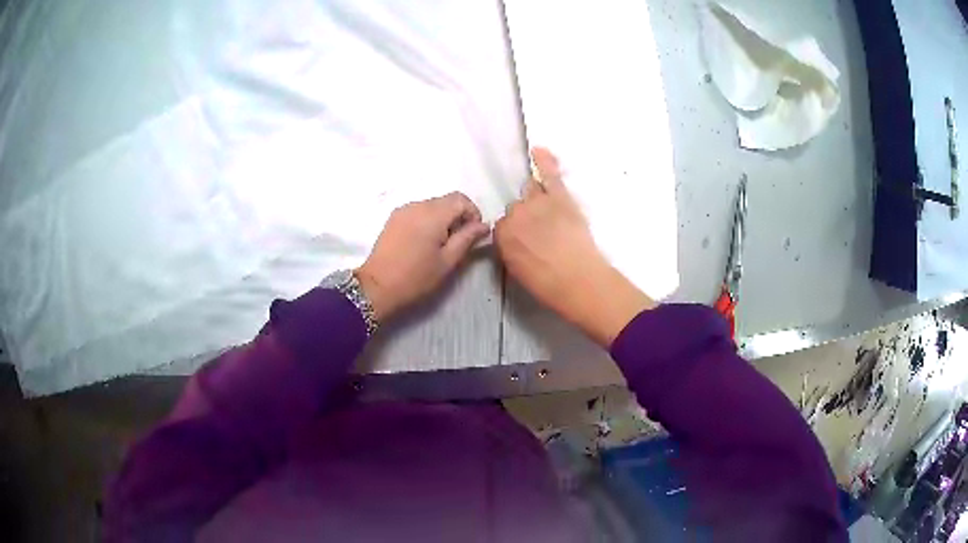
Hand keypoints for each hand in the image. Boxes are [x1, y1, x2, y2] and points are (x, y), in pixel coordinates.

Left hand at [356, 192, 489, 321]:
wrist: (377, 287)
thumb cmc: (416, 277)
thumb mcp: (448, 261)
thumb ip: (467, 239)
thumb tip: (484, 225)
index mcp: (433, 214)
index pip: (461, 199)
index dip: (473, 213)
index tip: (473, 234)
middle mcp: (418, 205)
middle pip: (446, 200)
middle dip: (458, 216)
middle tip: (458, 242)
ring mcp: (403, 210)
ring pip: (432, 206)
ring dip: (443, 219)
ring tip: (441, 245)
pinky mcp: (394, 218)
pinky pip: (418, 212)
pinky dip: (428, 221)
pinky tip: (424, 243)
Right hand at [494, 148, 654, 346]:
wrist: (579, 280)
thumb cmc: (548, 285)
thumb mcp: (518, 272)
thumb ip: (511, 250)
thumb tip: (514, 240)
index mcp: (502, 235)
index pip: (503, 225)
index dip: (516, 233)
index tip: (526, 242)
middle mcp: (516, 214)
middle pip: (517, 207)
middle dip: (526, 218)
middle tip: (541, 234)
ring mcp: (538, 202)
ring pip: (530, 191)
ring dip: (537, 199)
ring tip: (549, 213)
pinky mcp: (560, 197)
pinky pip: (549, 174)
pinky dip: (545, 161)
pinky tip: (539, 150)